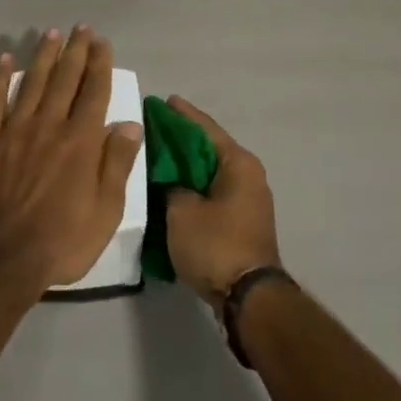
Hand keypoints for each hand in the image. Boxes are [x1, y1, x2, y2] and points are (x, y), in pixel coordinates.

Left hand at [0, 26, 142, 299]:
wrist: (0, 258)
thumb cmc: (61, 241)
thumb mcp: (106, 211)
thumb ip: (117, 164)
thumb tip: (129, 124)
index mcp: (81, 141)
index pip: (94, 91)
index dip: (100, 64)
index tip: (102, 42)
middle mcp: (49, 125)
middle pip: (65, 79)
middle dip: (76, 50)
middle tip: (82, 27)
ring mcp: (15, 130)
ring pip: (33, 82)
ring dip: (44, 55)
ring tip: (52, 33)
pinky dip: (0, 78)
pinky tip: (6, 59)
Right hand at [163, 97, 281, 307]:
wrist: (248, 298)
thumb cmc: (216, 245)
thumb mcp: (181, 211)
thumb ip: (171, 184)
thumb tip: (170, 178)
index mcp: (238, 163)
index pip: (204, 128)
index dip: (181, 114)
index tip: (161, 101)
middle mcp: (248, 174)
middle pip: (208, 148)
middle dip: (180, 140)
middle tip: (151, 129)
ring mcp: (248, 199)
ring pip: (210, 171)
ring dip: (185, 165)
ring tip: (156, 156)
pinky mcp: (242, 221)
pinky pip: (212, 191)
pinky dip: (193, 185)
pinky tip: (170, 186)